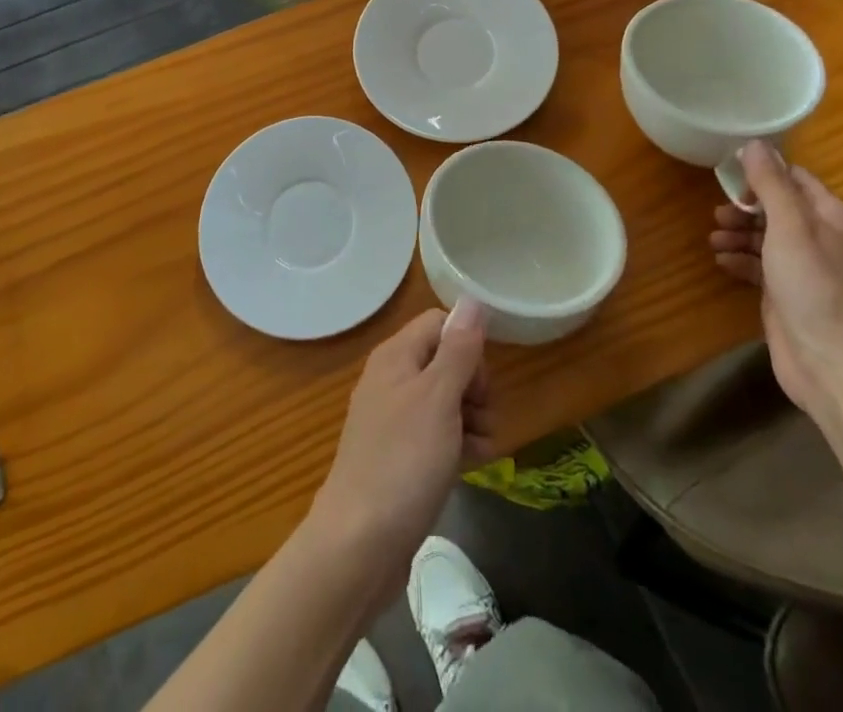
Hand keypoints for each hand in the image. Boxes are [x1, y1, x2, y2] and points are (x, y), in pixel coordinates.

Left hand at [308, 302, 491, 604]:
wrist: (359, 543)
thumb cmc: (403, 461)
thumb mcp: (438, 398)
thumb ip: (458, 349)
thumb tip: (472, 298)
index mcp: (396, 356)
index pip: (441, 324)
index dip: (467, 346)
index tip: (480, 383)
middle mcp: (393, 379)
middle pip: (446, 361)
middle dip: (475, 387)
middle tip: (483, 417)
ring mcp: (395, 419)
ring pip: (447, 400)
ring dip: (473, 418)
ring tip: (481, 448)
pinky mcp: (401, 455)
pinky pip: (438, 433)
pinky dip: (458, 443)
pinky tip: (472, 465)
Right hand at [709, 143, 842, 423]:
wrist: (835, 367)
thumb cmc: (815, 289)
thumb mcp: (790, 228)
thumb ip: (771, 185)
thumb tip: (755, 144)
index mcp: (828, 216)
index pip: (794, 178)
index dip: (762, 172)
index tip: (728, 172)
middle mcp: (819, 238)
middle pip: (776, 206)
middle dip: (745, 205)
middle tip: (718, 213)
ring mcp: (804, 268)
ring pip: (764, 236)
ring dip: (738, 233)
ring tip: (715, 239)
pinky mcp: (787, 294)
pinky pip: (759, 265)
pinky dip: (740, 259)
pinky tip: (722, 262)